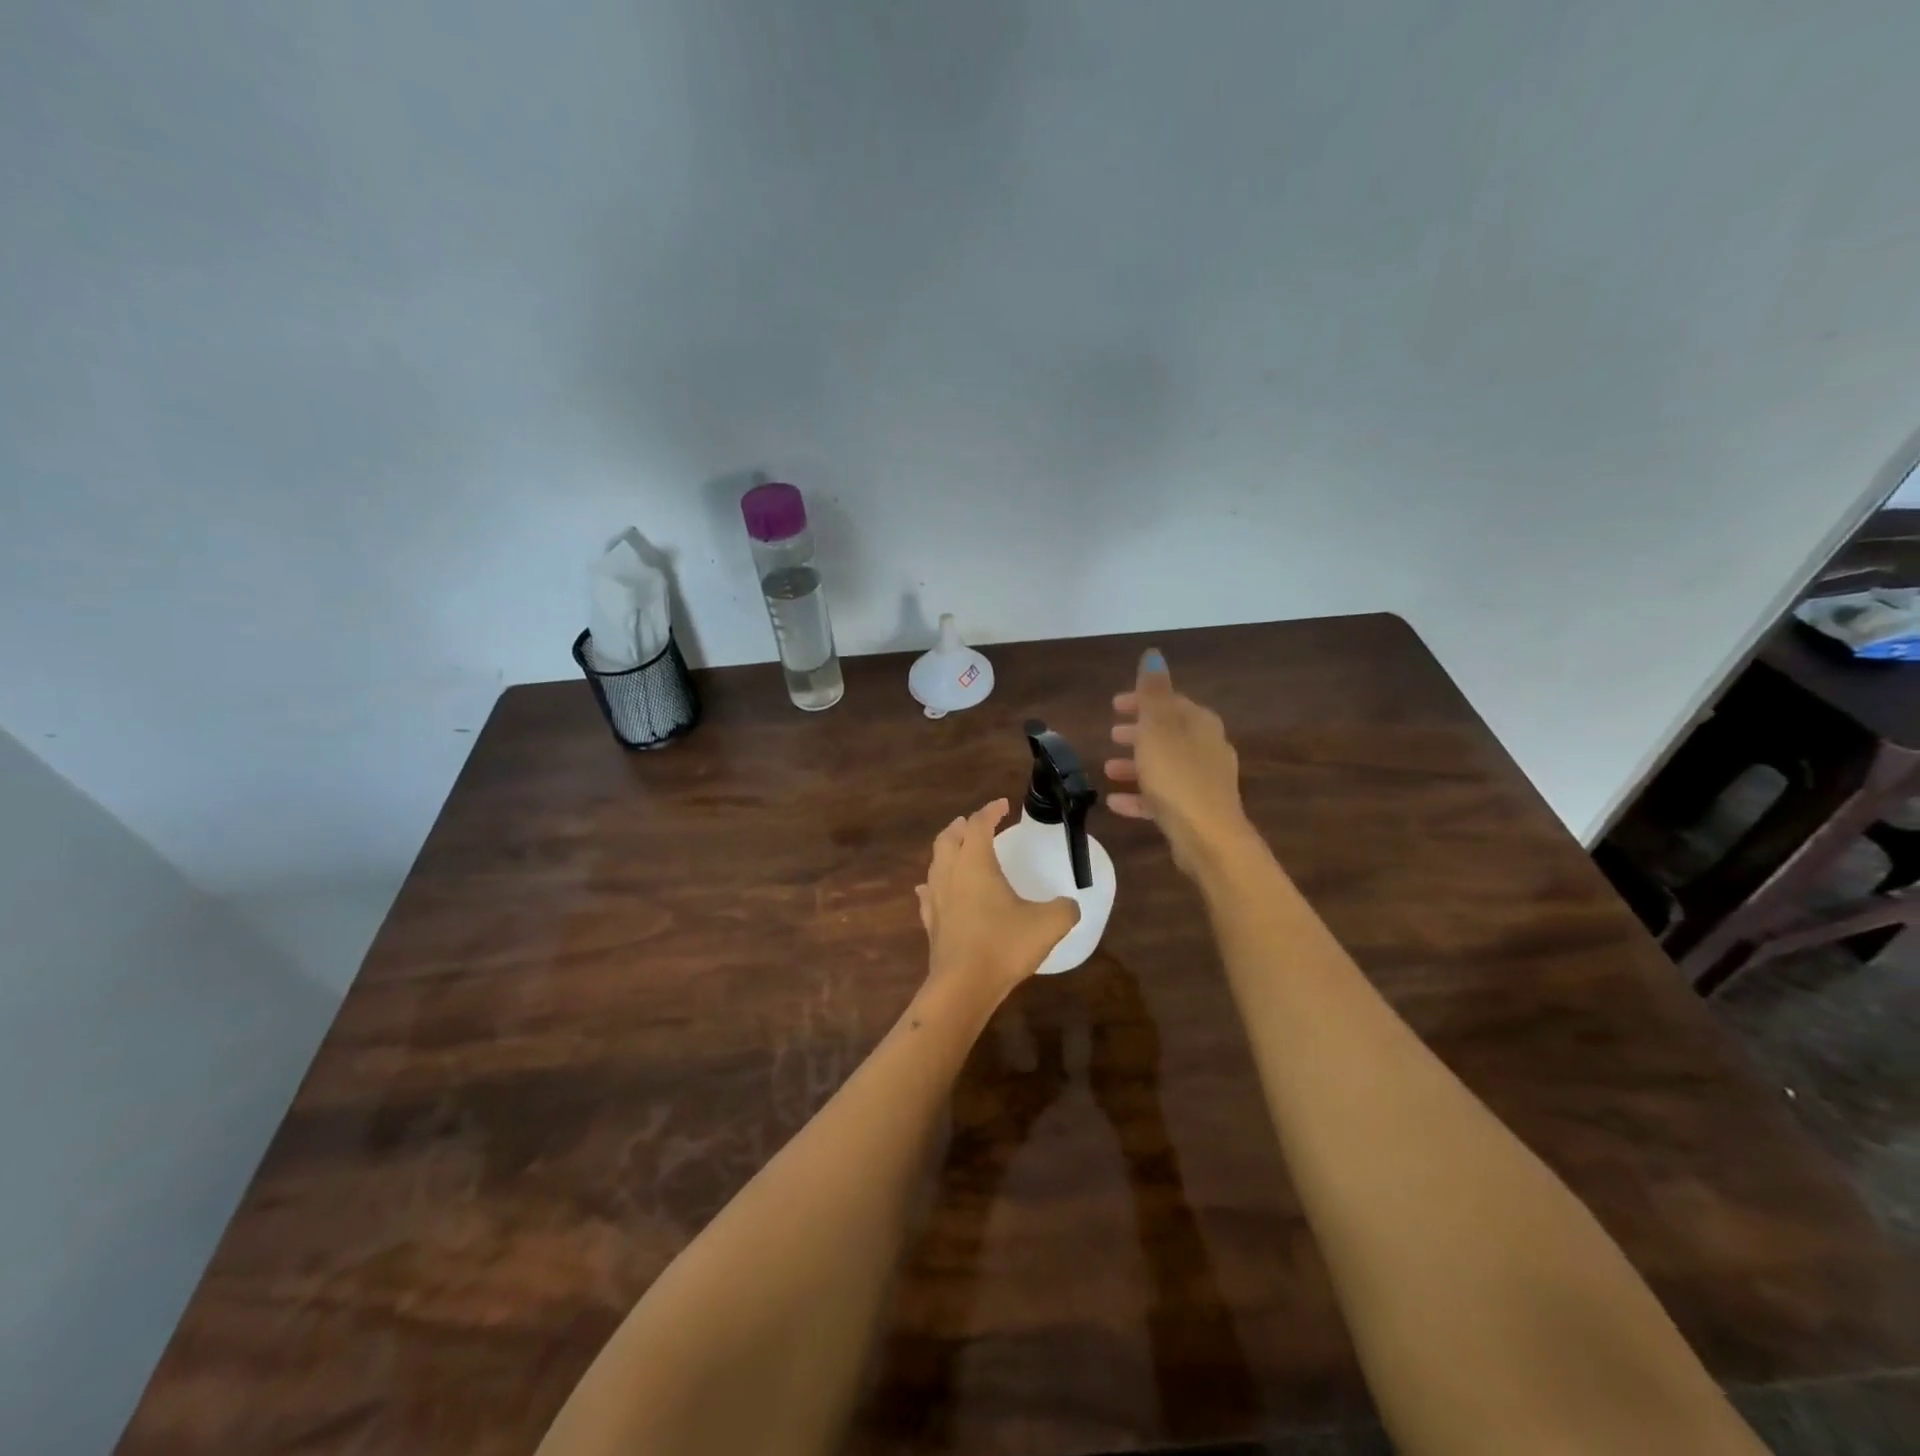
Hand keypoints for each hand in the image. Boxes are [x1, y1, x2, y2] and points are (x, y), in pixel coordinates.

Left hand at [916, 799, 1079, 1000]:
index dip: (990, 811)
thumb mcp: (1048, 924)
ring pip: (935, 863)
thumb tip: (1070, 905)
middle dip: (961, 826)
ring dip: (946, 851)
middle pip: (948, 838)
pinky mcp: (930, 924)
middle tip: (973, 823)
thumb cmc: (1004, 945)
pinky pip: (928, 894)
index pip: (978, 825)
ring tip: (956, 850)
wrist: (963, 986)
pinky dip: (934, 884)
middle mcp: (950, 874)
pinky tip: (934, 889)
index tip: (1003, 805)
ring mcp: (936, 899)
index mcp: (975, 863)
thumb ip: (1064, 909)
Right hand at [1105, 649, 1254, 874]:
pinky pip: (1162, 796)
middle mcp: (1207, 748)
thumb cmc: (1178, 777)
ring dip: (1136, 764)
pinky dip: (1140, 795)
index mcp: (1200, 724)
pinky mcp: (1195, 811)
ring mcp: (1203, 782)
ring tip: (1108, 768)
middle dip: (1139, 732)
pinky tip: (1115, 802)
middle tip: (1112, 734)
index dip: (1142, 700)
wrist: (1208, 838)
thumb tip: (1153, 654)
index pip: (1170, 702)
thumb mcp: (1158, 728)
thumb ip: (1153, 692)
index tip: (1114, 705)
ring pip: (1164, 765)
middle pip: (1169, 733)